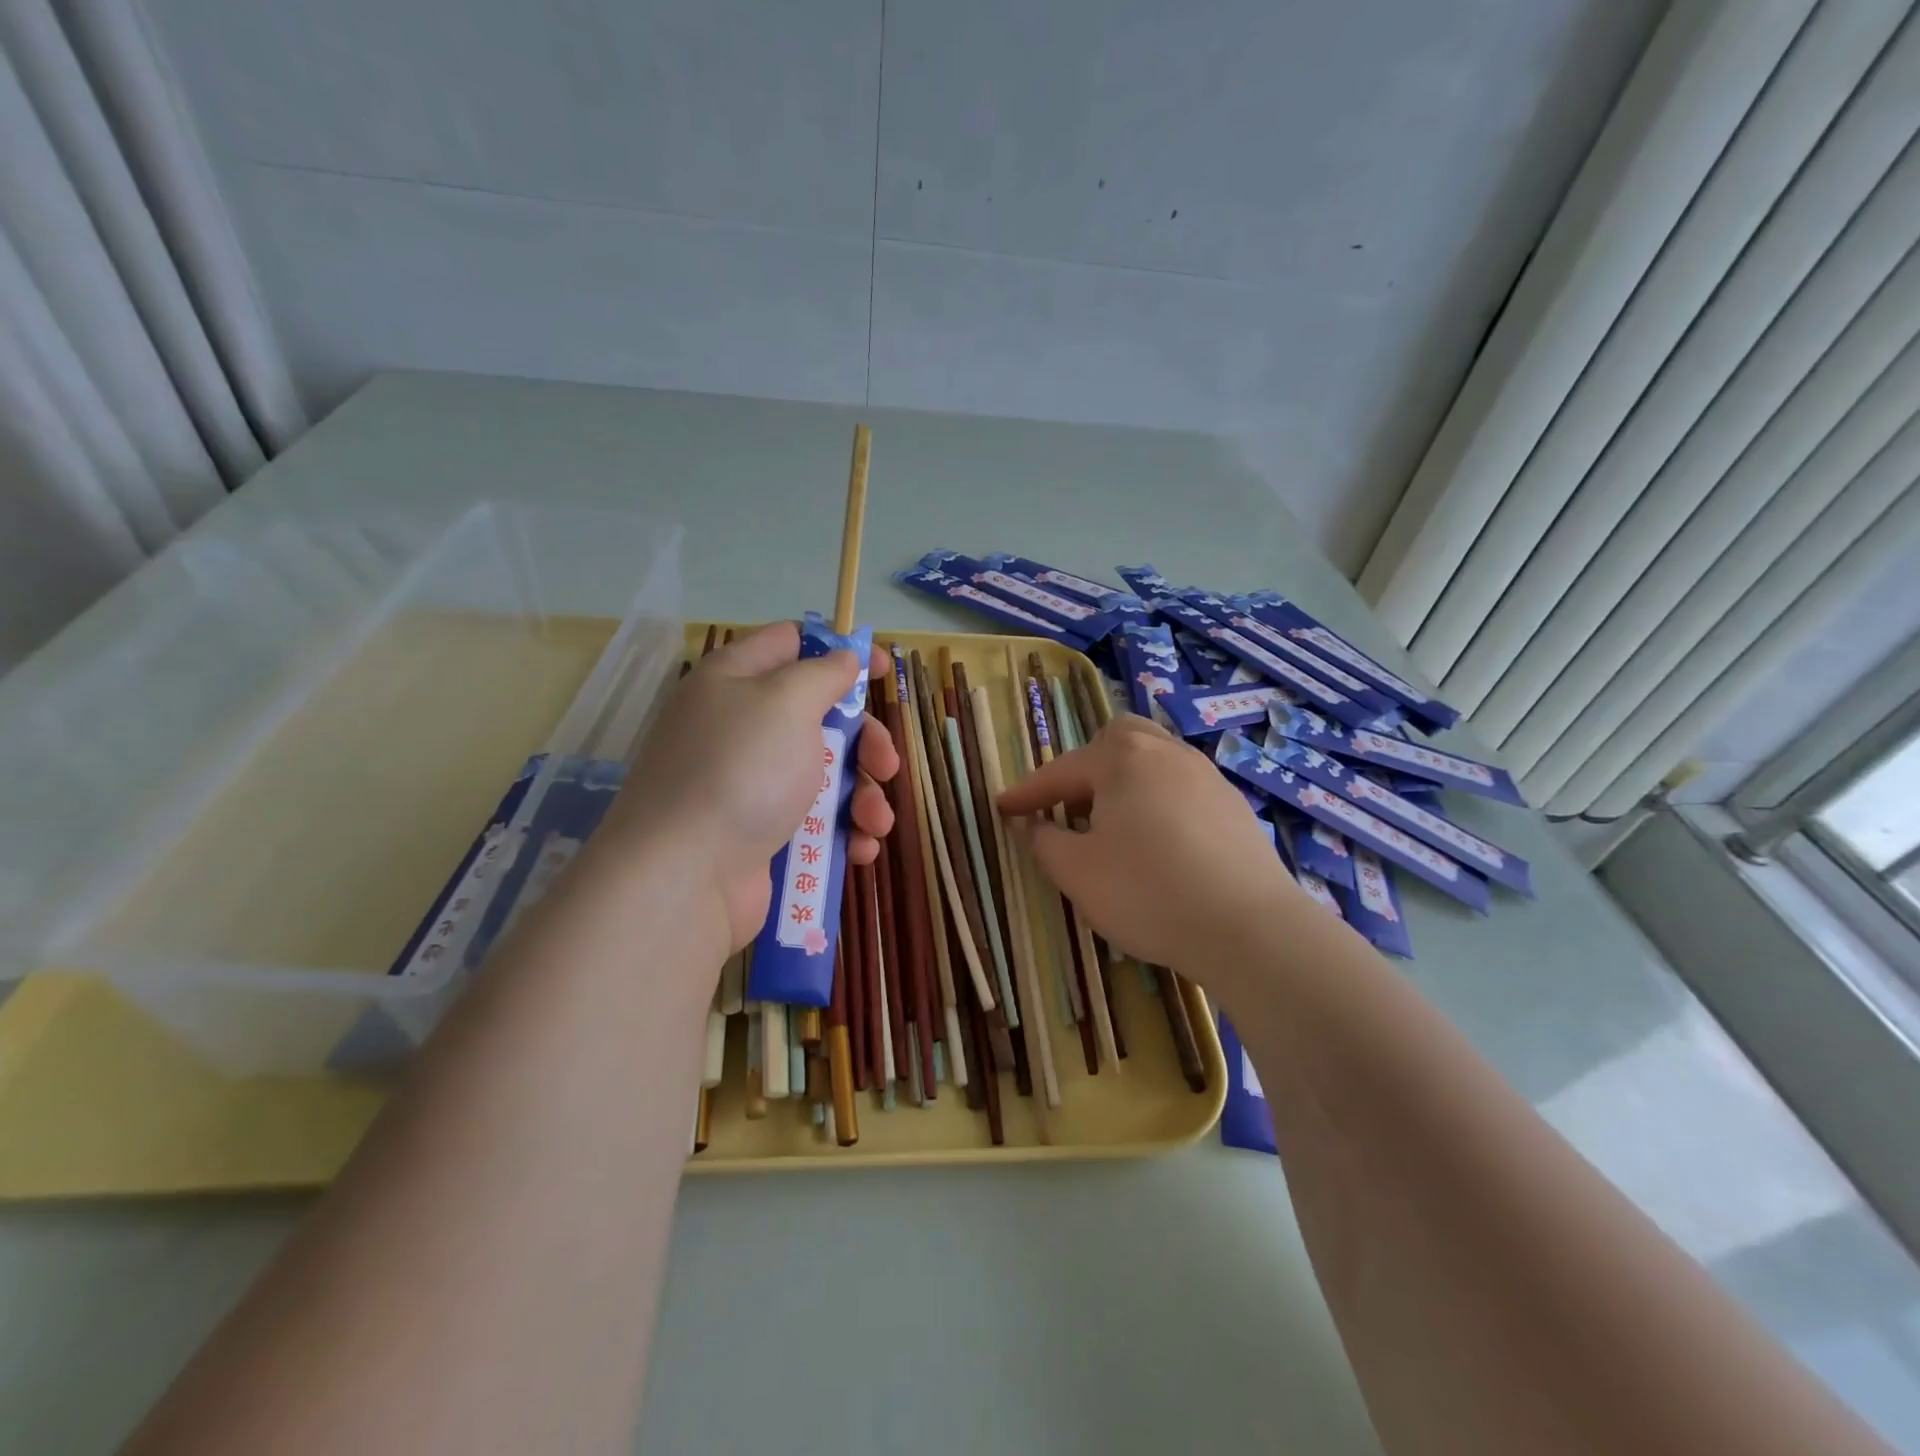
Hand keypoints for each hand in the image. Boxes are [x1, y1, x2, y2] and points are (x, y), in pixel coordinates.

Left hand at [595, 622, 899, 952]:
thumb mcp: (787, 702)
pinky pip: (814, 820)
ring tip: (875, 821)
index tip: (880, 668)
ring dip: (863, 795)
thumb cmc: (741, 771)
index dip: (839, 650)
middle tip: (886, 764)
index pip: (790, 643)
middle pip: (820, 716)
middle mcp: (740, 726)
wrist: (686, 876)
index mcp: (736, 680)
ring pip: (825, 773)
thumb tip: (843, 659)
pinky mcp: (760, 832)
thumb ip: (823, 674)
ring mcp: (749, 784)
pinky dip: (842, 831)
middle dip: (864, 741)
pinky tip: (860, 848)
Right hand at [996, 715, 1302, 982]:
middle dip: (1087, 768)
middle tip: (1071, 805)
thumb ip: (1044, 841)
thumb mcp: (1077, 872)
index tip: (1003, 808)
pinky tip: (1160, 843)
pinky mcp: (1234, 806)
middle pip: (1117, 741)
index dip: (1027, 793)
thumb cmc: (1148, 892)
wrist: (1250, 928)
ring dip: (1125, 784)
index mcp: (1122, 758)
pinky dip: (1159, 803)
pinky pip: (1182, 789)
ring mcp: (1207, 776)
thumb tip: (1031, 824)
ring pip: (1154, 762)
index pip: (1061, 772)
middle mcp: (1166, 752)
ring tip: (1113, 825)